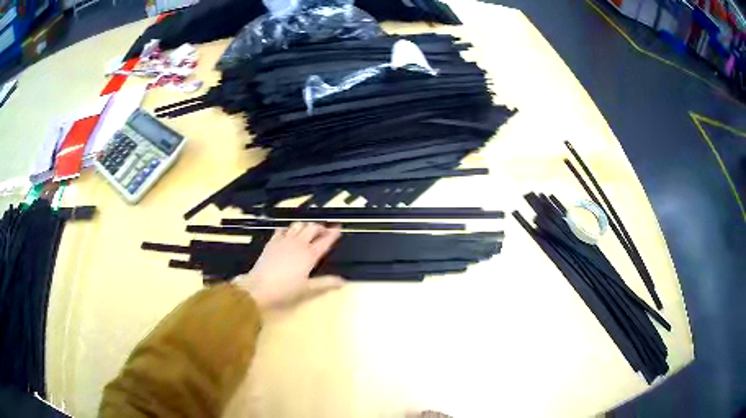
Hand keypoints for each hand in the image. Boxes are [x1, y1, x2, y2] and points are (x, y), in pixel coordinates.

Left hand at [234, 222, 343, 309]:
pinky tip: (289, 233)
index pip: (325, 240)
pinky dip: (289, 229)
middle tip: (325, 231)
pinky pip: (283, 229)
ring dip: (306, 226)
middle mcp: (299, 244)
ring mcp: (284, 241)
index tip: (339, 228)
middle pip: (312, 228)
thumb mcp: (308, 289)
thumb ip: (326, 283)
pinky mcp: (272, 242)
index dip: (333, 233)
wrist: (259, 287)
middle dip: (320, 227)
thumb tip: (344, 281)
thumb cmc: (285, 290)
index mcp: (310, 255)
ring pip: (298, 225)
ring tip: (309, 231)